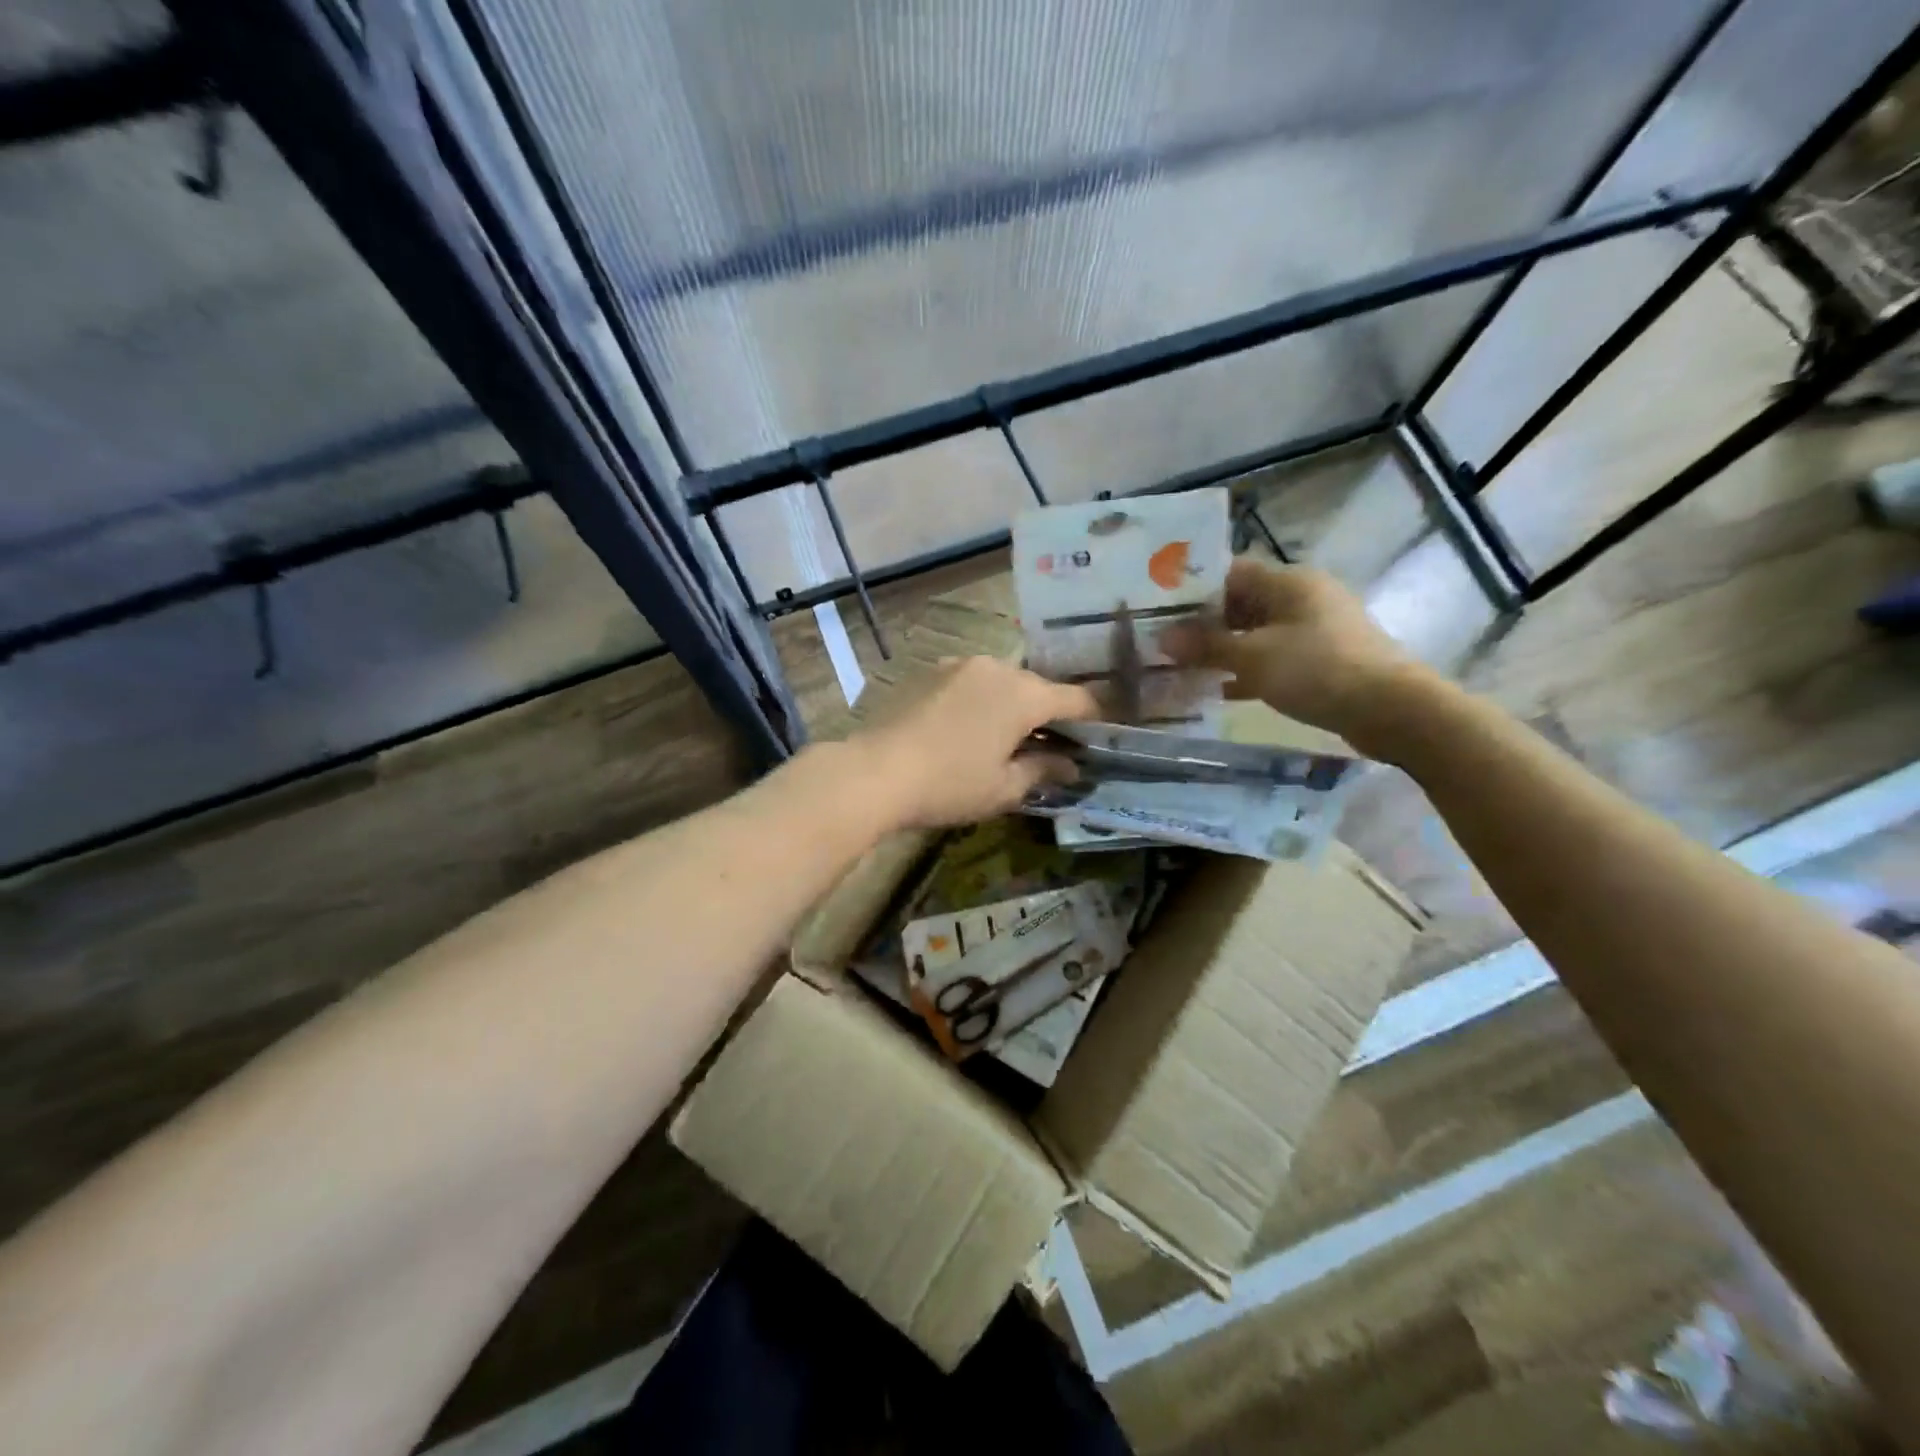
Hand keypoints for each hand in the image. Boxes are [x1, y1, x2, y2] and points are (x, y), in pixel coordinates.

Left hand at [859, 657, 1098, 829]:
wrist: (874, 772)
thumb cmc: (949, 784)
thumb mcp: (1004, 788)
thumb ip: (1043, 770)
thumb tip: (1070, 765)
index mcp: (1023, 694)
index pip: (1076, 699)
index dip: (1094, 718)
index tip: (1100, 738)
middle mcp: (996, 668)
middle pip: (1037, 688)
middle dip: (1050, 715)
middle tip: (1053, 747)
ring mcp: (959, 665)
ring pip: (1002, 682)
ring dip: (1013, 706)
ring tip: (1008, 739)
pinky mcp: (931, 672)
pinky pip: (971, 683)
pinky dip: (982, 701)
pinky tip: (970, 729)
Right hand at [1160, 558, 1423, 751]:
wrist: (1391, 710)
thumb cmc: (1317, 669)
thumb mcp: (1253, 656)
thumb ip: (1206, 646)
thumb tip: (1161, 638)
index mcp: (1288, 582)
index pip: (1230, 572)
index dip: (1193, 589)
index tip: (1159, 610)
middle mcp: (1302, 598)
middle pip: (1241, 603)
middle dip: (1203, 624)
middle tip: (1164, 644)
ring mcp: (1314, 630)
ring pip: (1255, 634)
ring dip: (1222, 651)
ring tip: (1182, 668)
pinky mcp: (1321, 661)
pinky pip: (1273, 659)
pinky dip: (1246, 672)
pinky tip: (1219, 692)